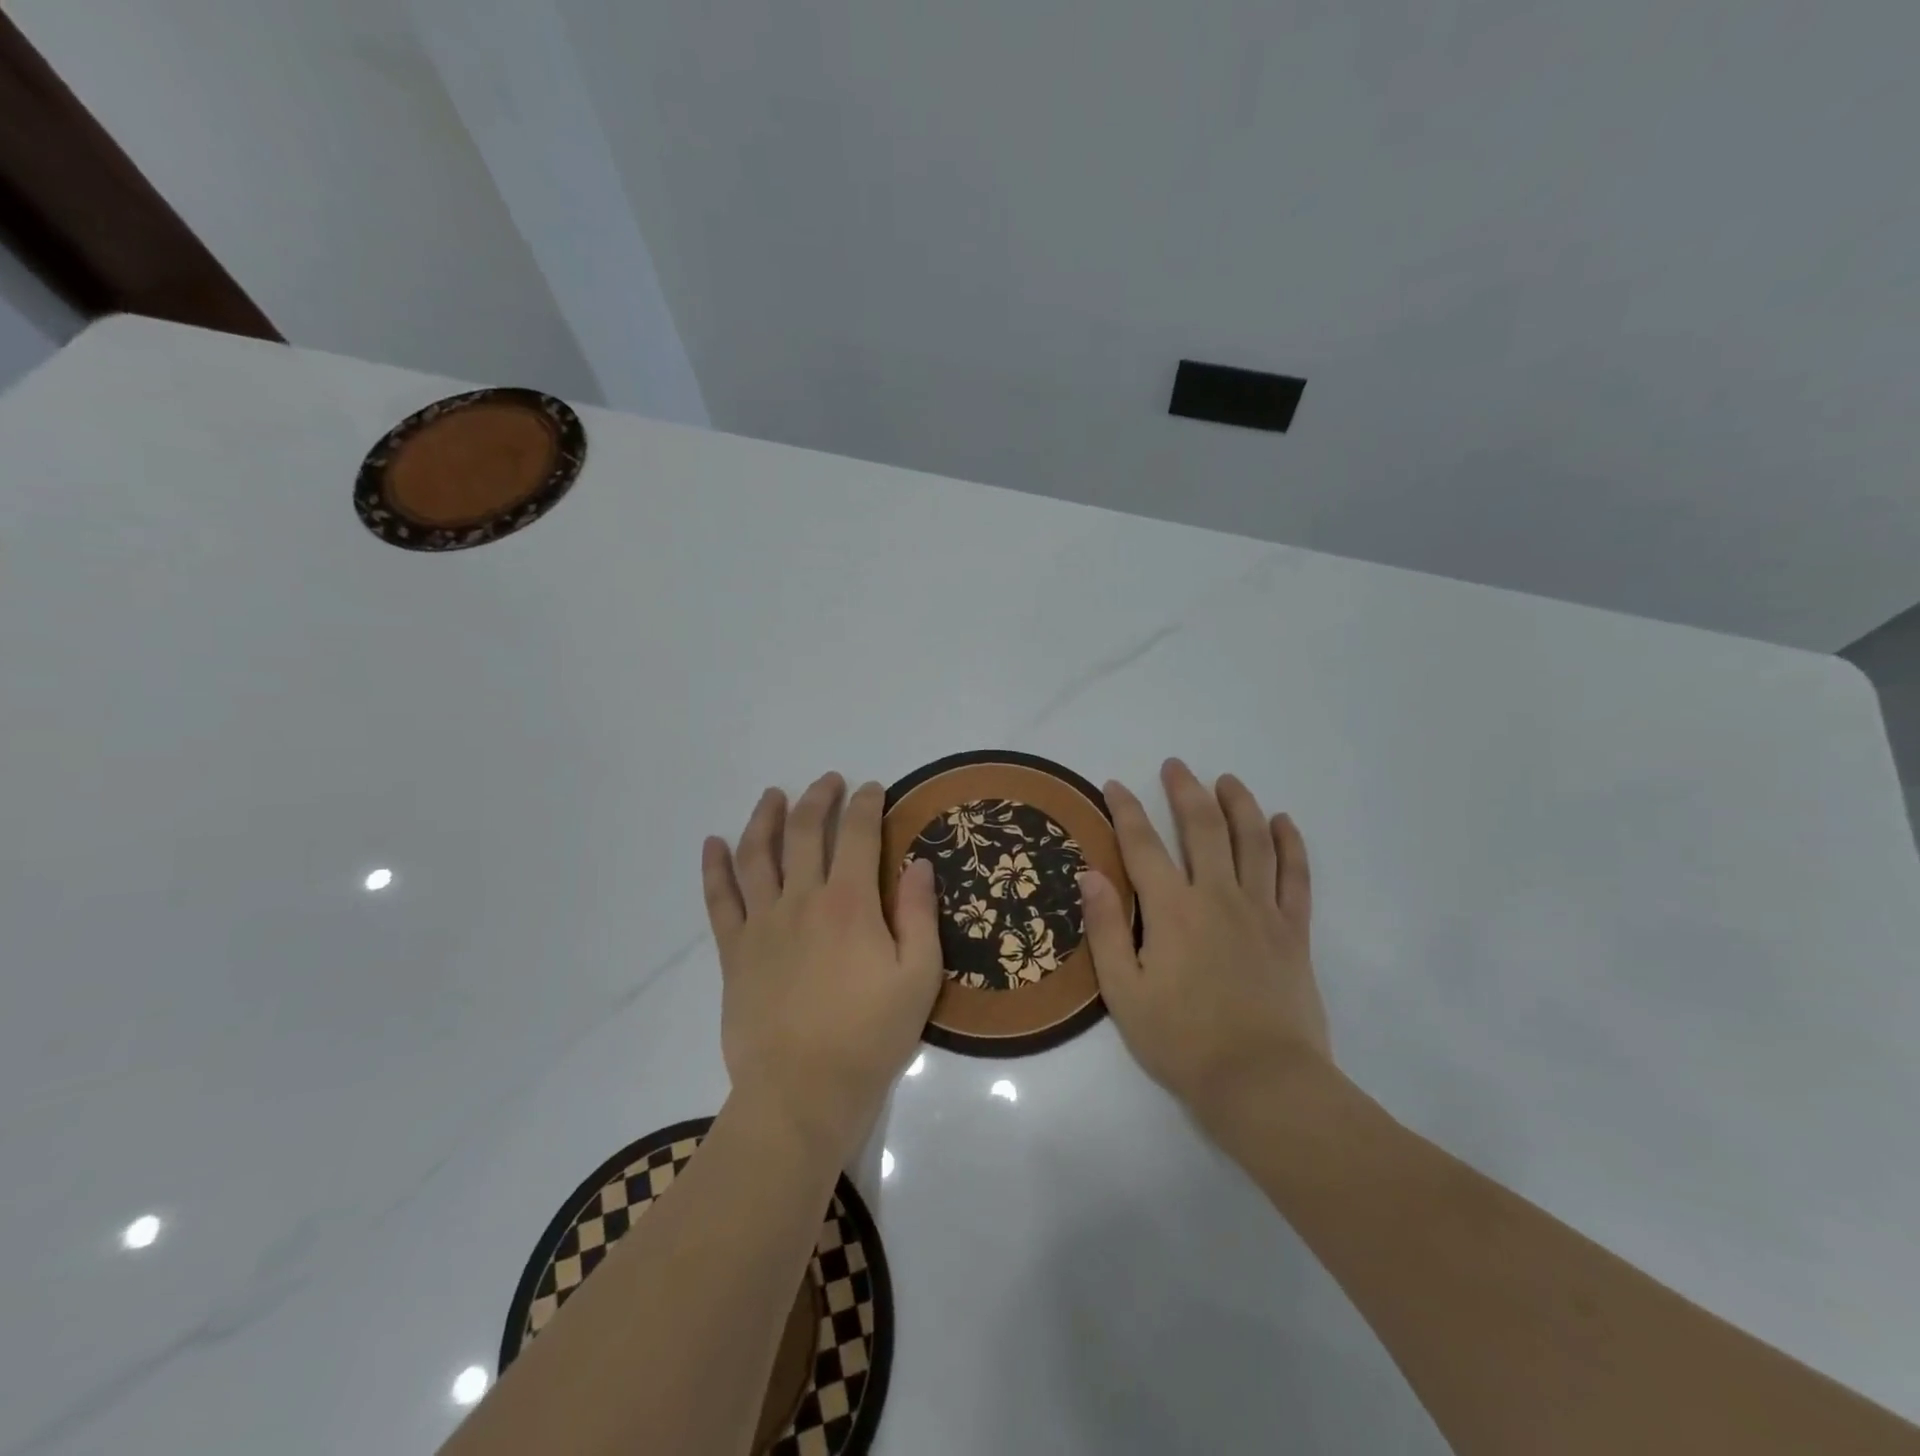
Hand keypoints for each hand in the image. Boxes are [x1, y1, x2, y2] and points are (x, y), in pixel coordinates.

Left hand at [702, 773, 943, 1163]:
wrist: (801, 1093)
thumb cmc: (869, 1037)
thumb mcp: (919, 978)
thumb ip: (921, 915)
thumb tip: (920, 863)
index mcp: (851, 904)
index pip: (858, 835)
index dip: (866, 805)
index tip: (873, 789)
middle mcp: (802, 900)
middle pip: (805, 833)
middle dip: (818, 799)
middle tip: (828, 781)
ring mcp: (762, 924)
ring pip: (757, 855)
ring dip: (764, 819)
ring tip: (773, 796)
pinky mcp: (734, 952)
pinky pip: (719, 900)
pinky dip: (714, 868)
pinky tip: (712, 844)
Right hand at [1079, 758, 1329, 1128]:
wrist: (1262, 1083)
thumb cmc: (1183, 1041)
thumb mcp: (1124, 992)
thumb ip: (1107, 929)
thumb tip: (1090, 874)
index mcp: (1173, 911)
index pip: (1143, 845)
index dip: (1126, 810)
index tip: (1114, 786)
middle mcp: (1218, 897)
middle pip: (1203, 828)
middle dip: (1186, 791)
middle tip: (1176, 766)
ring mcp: (1261, 911)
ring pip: (1253, 841)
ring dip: (1239, 804)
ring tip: (1227, 780)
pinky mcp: (1293, 931)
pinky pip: (1295, 876)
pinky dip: (1290, 845)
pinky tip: (1283, 822)